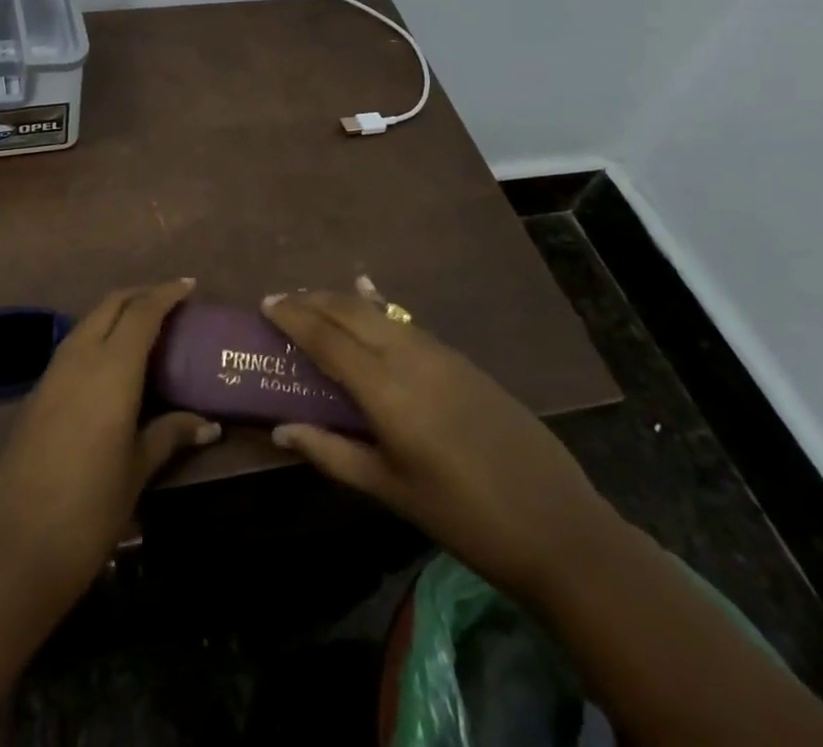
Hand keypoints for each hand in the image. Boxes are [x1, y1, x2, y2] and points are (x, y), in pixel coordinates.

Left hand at [0, 279, 218, 610]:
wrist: (14, 547)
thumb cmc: (89, 507)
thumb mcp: (137, 468)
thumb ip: (169, 434)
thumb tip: (208, 424)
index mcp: (111, 367)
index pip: (142, 311)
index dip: (166, 293)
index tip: (189, 285)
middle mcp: (80, 356)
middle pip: (111, 304)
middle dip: (141, 295)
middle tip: (171, 302)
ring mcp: (53, 372)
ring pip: (89, 321)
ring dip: (117, 313)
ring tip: (146, 328)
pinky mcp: (38, 392)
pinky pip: (75, 345)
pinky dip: (99, 336)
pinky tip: (113, 361)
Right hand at [262, 285, 616, 599]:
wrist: (556, 523)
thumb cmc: (462, 516)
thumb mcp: (390, 489)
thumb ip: (331, 453)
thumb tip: (280, 429)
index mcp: (386, 389)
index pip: (326, 337)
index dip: (293, 316)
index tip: (266, 302)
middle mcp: (408, 356)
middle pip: (350, 310)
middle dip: (313, 299)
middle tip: (283, 299)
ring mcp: (439, 352)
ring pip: (378, 311)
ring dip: (342, 301)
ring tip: (316, 303)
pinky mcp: (461, 359)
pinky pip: (406, 321)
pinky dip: (377, 309)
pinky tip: (372, 303)